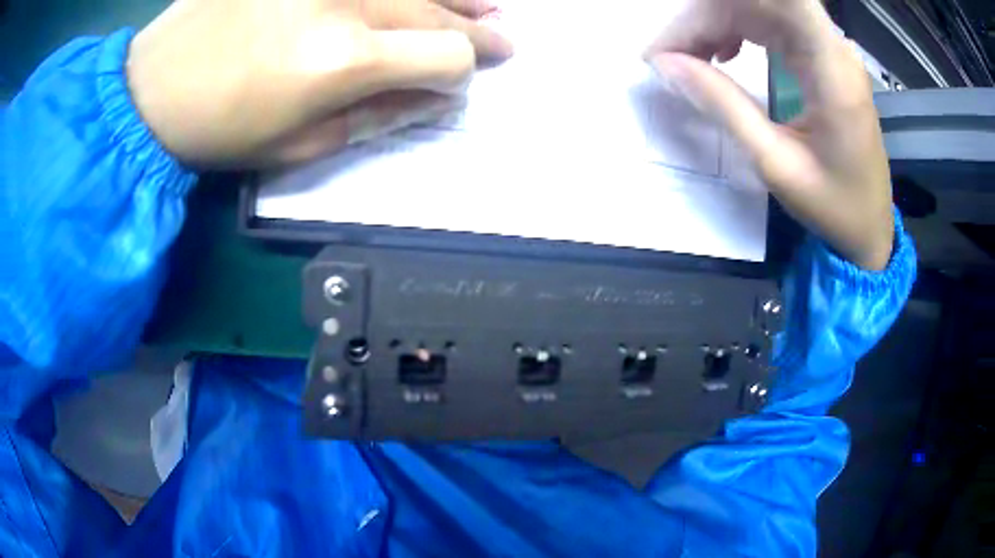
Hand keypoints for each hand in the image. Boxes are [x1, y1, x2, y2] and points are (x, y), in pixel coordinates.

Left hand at [126, 0, 511, 166]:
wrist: (155, 87)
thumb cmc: (221, 131)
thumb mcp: (300, 148)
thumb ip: (377, 119)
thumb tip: (433, 97)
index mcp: (343, 61)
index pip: (445, 56)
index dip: (463, 70)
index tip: (463, 78)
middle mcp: (344, 2)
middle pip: (438, 9)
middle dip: (476, 28)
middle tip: (503, 35)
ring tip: (487, 5)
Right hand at [645, 0, 893, 270]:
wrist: (870, 227)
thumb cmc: (835, 206)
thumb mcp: (776, 164)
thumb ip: (723, 105)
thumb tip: (664, 63)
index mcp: (831, 69)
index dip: (722, 2)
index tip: (680, 37)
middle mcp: (832, 45)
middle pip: (758, 0)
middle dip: (704, 17)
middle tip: (667, 56)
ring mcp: (827, 47)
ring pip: (758, 6)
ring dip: (715, 21)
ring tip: (686, 57)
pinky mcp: (821, 55)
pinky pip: (770, 22)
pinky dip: (735, 29)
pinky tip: (721, 53)